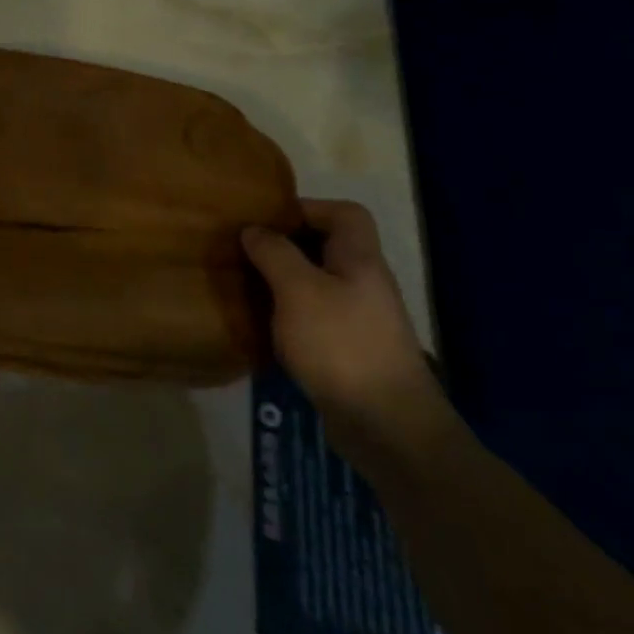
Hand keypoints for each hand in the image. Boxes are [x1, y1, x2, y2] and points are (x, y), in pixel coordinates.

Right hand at [242, 200, 450, 466]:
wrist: (385, 425)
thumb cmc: (341, 344)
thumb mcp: (298, 290)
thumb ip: (275, 254)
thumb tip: (254, 229)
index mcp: (360, 260)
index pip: (345, 214)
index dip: (308, 208)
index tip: (267, 220)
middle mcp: (365, 284)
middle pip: (330, 248)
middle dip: (288, 246)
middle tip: (247, 252)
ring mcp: (360, 320)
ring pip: (319, 284)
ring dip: (284, 282)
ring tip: (247, 286)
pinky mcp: (350, 352)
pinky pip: (316, 318)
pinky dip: (290, 315)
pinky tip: (265, 327)